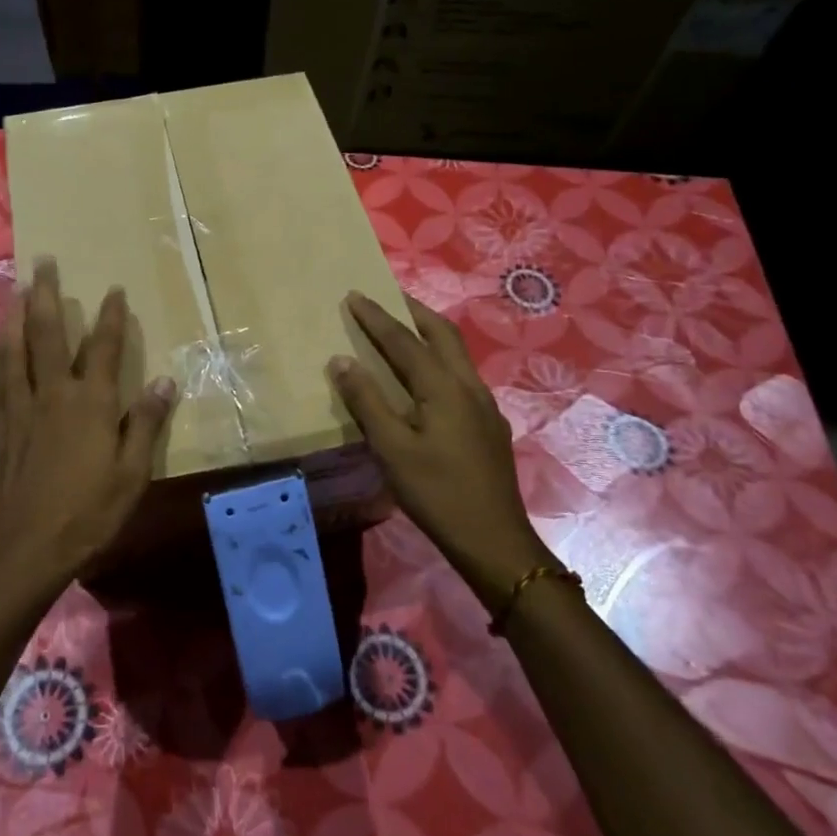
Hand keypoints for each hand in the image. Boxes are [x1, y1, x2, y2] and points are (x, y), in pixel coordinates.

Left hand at [0, 259, 177, 594]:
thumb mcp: (132, 473)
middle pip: (46, 334)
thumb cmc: (88, 513)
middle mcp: (51, 394)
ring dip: (13, 314)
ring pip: (12, 349)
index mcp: (90, 403)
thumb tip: (165, 380)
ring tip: (14, 288)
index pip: (104, 348)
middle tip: (43, 262)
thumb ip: (145, 423)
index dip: (110, 316)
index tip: (112, 289)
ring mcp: (18, 408)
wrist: (26, 548)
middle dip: (46, 294)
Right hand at [330, 291, 554, 598]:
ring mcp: (484, 404)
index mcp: (444, 387)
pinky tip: (426, 379)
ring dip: (429, 333)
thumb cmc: (437, 493)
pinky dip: (438, 359)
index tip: (354, 294)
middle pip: (442, 334)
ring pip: (456, 353)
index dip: (376, 317)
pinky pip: (460, 375)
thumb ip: (367, 401)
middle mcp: (468, 386)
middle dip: (412, 311)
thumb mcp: (392, 449)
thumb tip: (341, 360)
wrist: (494, 540)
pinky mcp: (489, 424)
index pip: (403, 341)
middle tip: (387, 297)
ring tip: (403, 329)